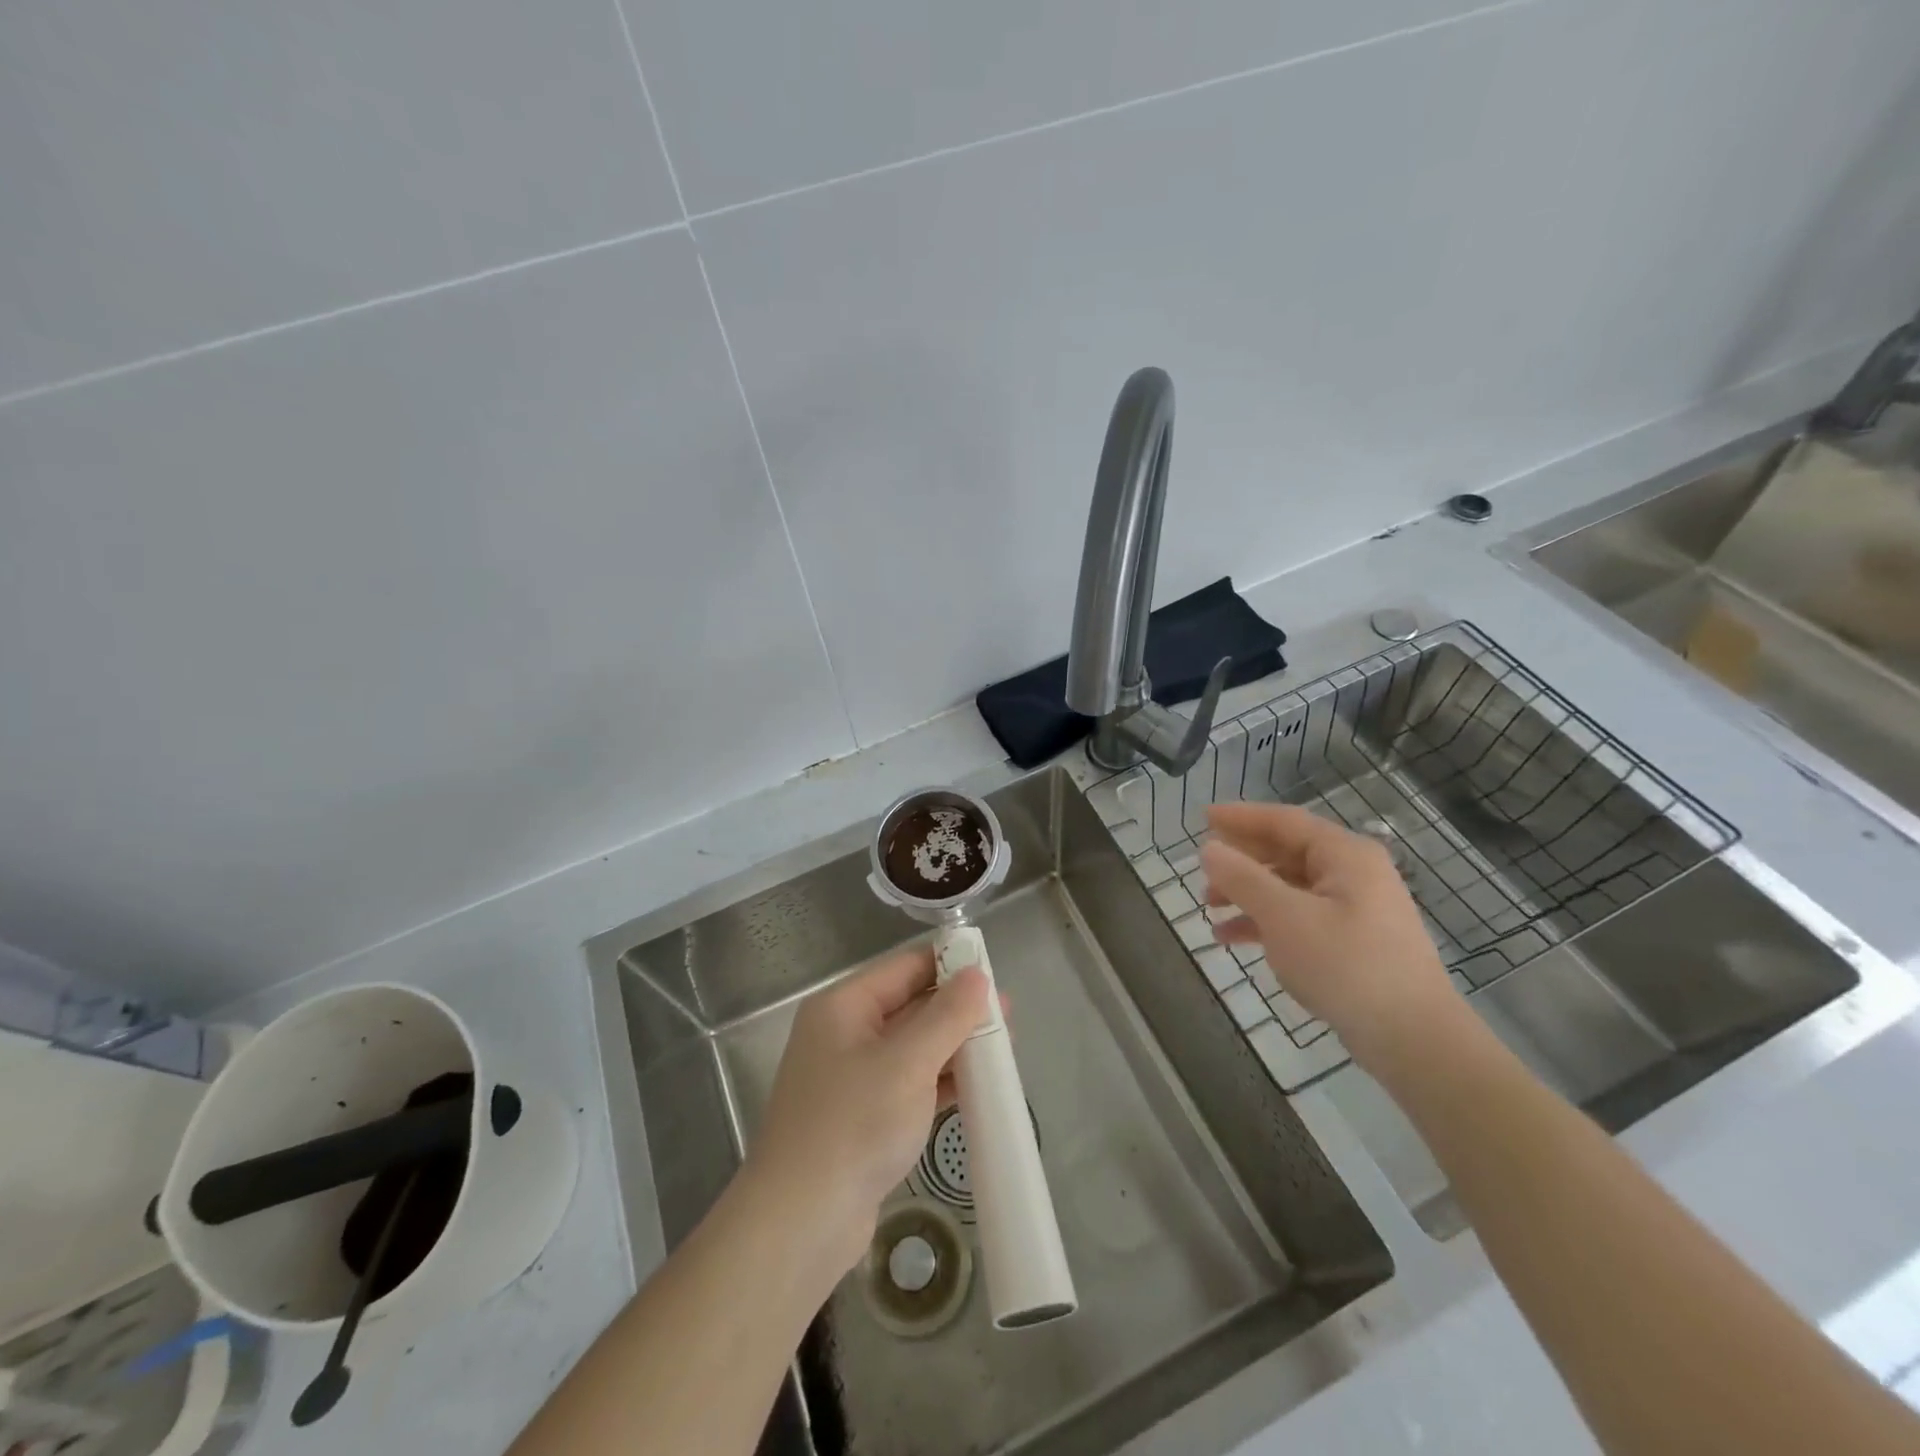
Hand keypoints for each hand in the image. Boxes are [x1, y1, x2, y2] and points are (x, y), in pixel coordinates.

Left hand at [745, 945, 988, 1275]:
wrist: (800, 1224)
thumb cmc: (854, 1125)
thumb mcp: (907, 1063)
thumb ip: (947, 1016)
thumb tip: (977, 975)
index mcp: (844, 1006)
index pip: (905, 967)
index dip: (949, 965)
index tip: (994, 974)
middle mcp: (845, 1034)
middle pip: (910, 1006)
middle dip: (958, 1011)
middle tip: (1008, 1018)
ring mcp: (853, 1079)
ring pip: (913, 1048)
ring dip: (954, 1048)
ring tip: (1003, 1051)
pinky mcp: (864, 1118)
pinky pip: (910, 1084)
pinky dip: (941, 1082)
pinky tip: (979, 1087)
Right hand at [1200, 802, 1459, 1071]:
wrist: (1413, 1038)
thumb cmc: (1346, 965)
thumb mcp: (1284, 917)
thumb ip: (1243, 878)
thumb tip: (1209, 848)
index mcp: (1344, 855)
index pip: (1283, 821)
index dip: (1240, 817)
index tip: (1202, 817)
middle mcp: (1353, 873)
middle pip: (1285, 852)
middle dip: (1241, 860)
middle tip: (1202, 868)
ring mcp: (1355, 908)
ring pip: (1289, 887)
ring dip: (1248, 893)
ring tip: (1209, 907)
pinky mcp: (1352, 941)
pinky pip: (1299, 916)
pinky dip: (1266, 921)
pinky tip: (1233, 938)